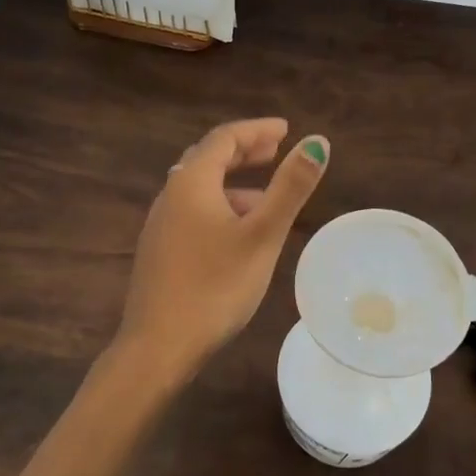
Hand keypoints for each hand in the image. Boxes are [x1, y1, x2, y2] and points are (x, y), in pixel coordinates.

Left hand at [117, 118, 329, 374]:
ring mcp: (160, 224)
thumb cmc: (215, 286)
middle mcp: (170, 195)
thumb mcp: (262, 235)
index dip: (257, 130)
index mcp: (192, 182)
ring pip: (200, 188)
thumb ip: (290, 187)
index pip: (224, 138)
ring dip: (232, 182)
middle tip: (275, 151)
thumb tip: (317, 142)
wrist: (158, 346)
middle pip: (208, 159)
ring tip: (265, 196)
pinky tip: (237, 234)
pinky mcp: (159, 251)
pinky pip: (192, 211)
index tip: (285, 130)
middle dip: (243, 152)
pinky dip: (219, 205)